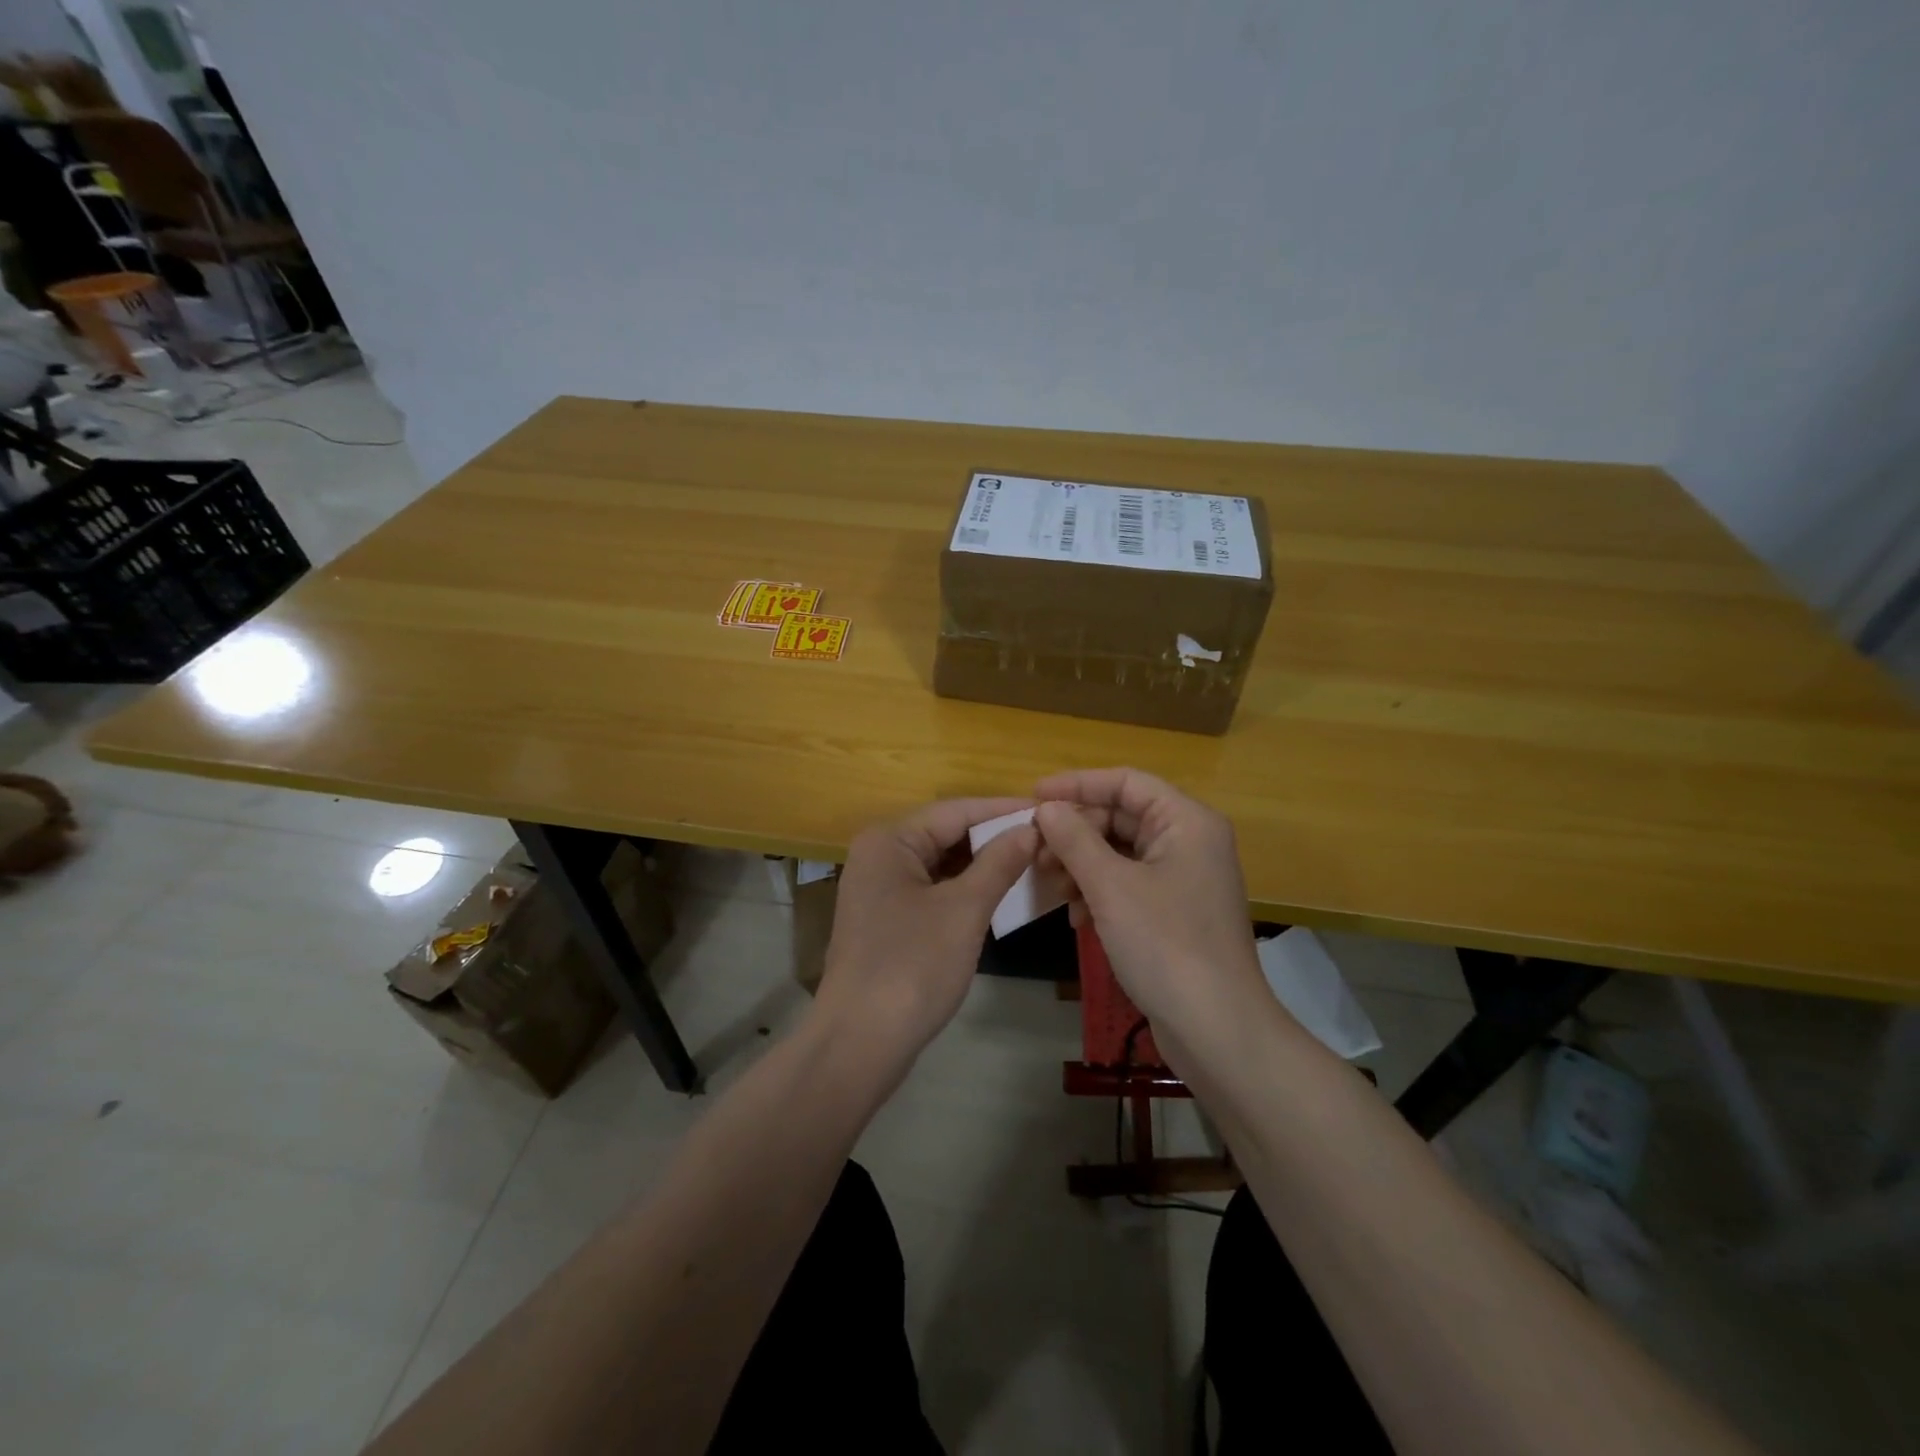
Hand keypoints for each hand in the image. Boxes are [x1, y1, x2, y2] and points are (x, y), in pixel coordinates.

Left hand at [812, 797, 1037, 1066]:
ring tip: (1034, 863)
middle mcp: (879, 855)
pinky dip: (965, 891)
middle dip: (995, 838)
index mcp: (889, 840)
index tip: (1051, 810)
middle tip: (1049, 840)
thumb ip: (999, 863)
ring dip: (983, 866)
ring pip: (941, 865)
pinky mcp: (886, 919)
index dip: (1004, 810)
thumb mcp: (964, 910)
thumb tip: (1031, 829)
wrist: (859, 1044)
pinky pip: (933, 890)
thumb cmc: (912, 967)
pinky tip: (1000, 894)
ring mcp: (880, 889)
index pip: (956, 810)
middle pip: (946, 834)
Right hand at [1033, 768, 1270, 1050]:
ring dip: (1081, 864)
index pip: (1125, 782)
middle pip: (1121, 816)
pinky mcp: (1174, 912)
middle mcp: (1189, 841)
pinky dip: (1098, 892)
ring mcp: (1183, 878)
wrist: (1216, 1029)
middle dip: (1075, 833)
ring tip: (1051, 887)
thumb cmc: (1165, 945)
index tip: (1033, 797)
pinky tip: (1075, 916)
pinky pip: (1127, 883)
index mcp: (1186, 821)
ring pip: (1120, 852)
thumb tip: (1045, 807)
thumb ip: (1074, 839)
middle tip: (1035, 854)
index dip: (1077, 784)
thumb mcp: (1111, 887)